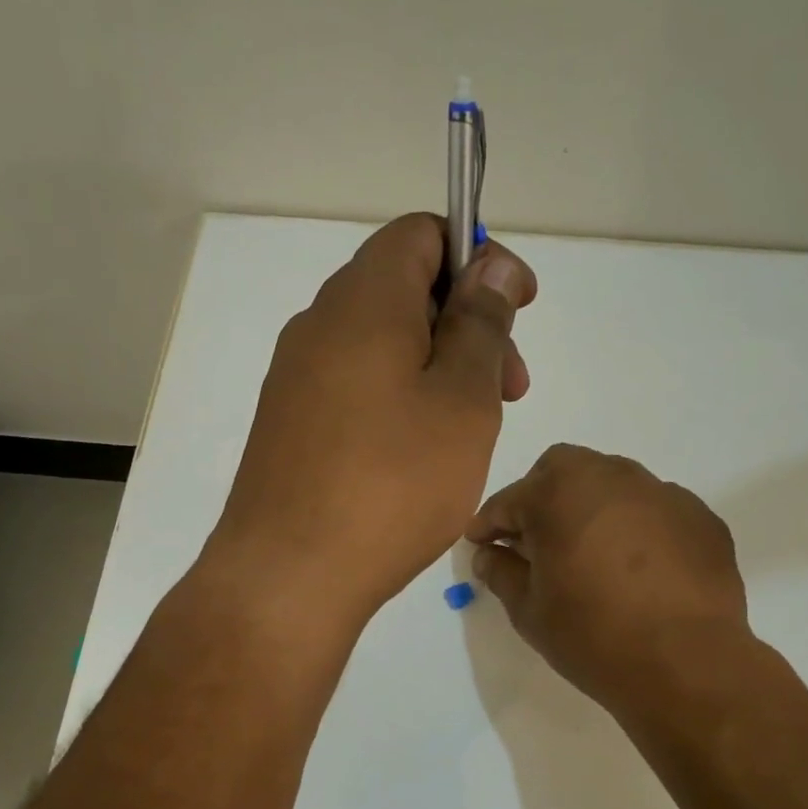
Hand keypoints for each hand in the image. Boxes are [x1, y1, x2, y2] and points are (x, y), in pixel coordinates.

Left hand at [206, 213, 537, 633]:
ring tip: (472, 430)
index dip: (479, 257)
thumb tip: (489, 265)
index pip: (422, 233)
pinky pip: (356, 385)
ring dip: (437, 366)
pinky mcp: (289, 424)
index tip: (518, 307)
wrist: (290, 575)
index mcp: (363, 300)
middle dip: (467, 322)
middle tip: (509, 388)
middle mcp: (319, 323)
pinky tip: (421, 455)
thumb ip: (480, 324)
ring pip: (382, 343)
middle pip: (404, 289)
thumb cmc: (393, 483)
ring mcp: (297, 376)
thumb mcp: (462, 400)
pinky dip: (400, 398)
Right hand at [466, 444, 750, 716]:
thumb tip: (489, 556)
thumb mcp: (530, 612)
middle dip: (540, 498)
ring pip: (612, 483)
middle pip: (562, 470)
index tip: (480, 544)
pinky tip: (638, 568)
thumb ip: (502, 574)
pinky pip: (654, 509)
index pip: (510, 500)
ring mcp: (662, 493)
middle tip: (535, 541)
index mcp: (559, 494)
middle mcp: (611, 477)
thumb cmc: (594, 637)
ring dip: (590, 507)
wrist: (687, 665)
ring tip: (590, 552)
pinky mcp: (699, 517)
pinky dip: (635, 526)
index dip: (489, 524)